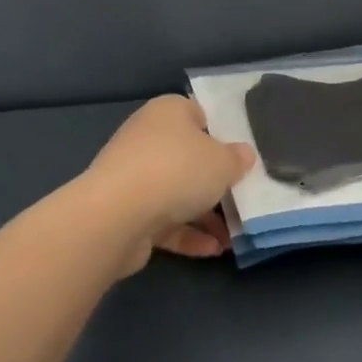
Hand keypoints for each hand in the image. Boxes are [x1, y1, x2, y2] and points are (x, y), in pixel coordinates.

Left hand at [82, 96, 255, 269]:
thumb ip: (237, 158)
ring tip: (233, 234)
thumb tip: (243, 155)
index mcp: (168, 112)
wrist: (118, 215)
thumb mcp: (224, 161)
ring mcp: (134, 177)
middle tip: (241, 196)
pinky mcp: (126, 212)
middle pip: (188, 157)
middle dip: (214, 179)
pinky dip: (188, 234)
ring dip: (204, 214)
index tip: (240, 155)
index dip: (221, 133)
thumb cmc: (178, 170)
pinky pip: (164, 220)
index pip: (199, 114)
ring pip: (176, 192)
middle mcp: (148, 138)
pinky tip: (214, 249)